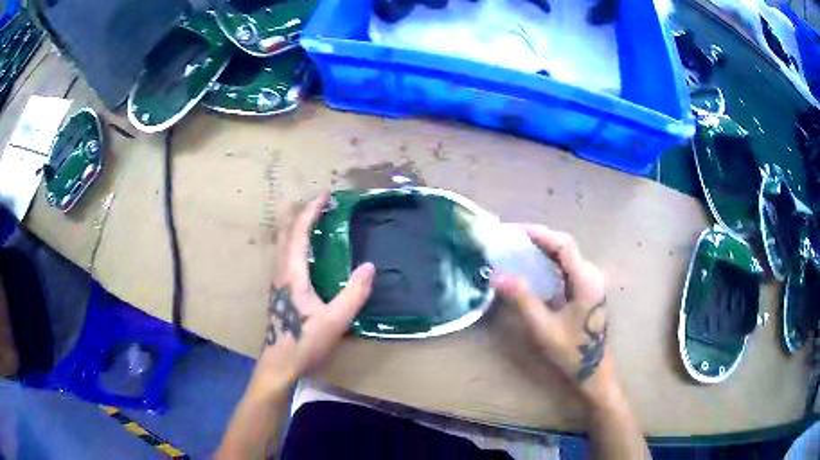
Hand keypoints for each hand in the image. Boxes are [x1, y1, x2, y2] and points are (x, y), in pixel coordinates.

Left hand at [251, 193, 375, 393]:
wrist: (279, 363)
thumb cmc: (304, 342)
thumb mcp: (335, 321)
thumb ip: (353, 294)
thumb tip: (370, 266)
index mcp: (292, 273)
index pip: (299, 232)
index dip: (311, 211)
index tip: (325, 196)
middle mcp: (281, 271)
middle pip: (285, 233)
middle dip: (301, 213)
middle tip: (320, 204)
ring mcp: (278, 280)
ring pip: (283, 244)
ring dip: (297, 226)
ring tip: (314, 220)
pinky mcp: (279, 290)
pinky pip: (286, 255)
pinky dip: (296, 241)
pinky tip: (307, 251)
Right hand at [491, 225, 615, 406]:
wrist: (594, 371)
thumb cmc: (570, 351)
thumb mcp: (543, 327)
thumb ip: (522, 298)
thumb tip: (496, 275)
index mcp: (586, 280)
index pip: (563, 244)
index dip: (539, 233)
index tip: (514, 231)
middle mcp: (592, 274)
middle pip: (565, 246)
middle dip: (538, 239)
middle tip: (510, 240)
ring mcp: (592, 282)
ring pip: (566, 256)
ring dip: (543, 249)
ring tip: (517, 250)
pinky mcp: (588, 289)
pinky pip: (568, 267)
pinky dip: (550, 262)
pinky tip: (534, 268)